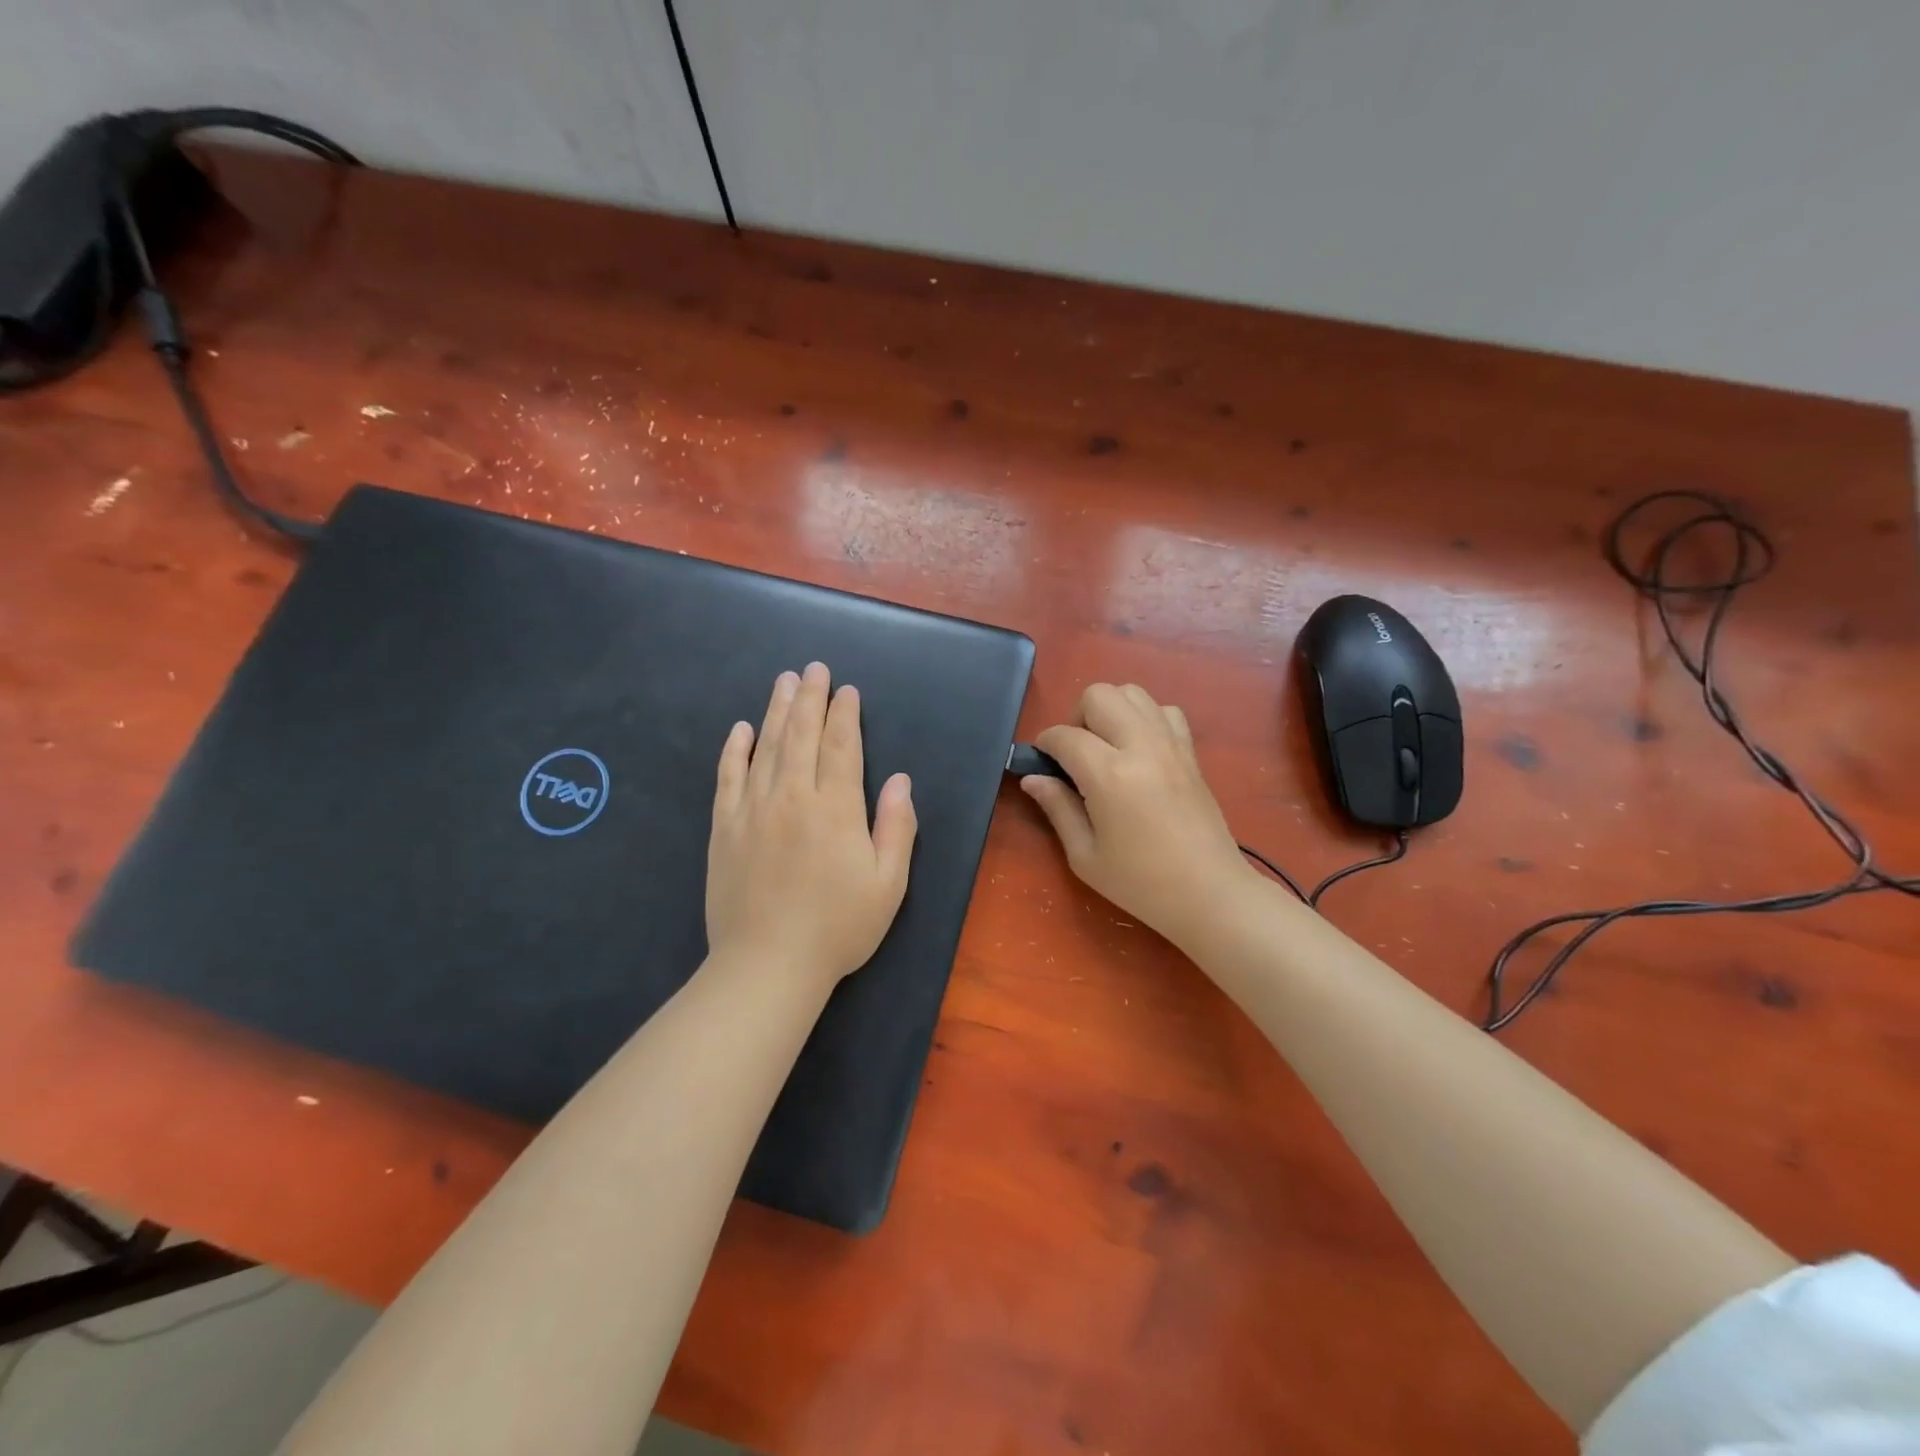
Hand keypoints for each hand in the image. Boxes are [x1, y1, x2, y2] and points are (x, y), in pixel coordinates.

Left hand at [706, 663, 917, 990]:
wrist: (767, 966)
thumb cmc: (838, 928)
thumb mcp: (888, 884)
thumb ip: (896, 827)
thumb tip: (899, 780)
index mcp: (836, 809)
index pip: (840, 747)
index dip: (844, 715)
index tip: (846, 690)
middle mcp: (792, 798)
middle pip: (801, 735)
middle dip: (809, 698)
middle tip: (813, 669)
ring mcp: (753, 810)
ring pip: (766, 747)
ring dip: (776, 711)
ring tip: (783, 681)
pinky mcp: (725, 829)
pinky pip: (728, 777)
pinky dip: (735, 750)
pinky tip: (740, 728)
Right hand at [1021, 683, 1257, 946]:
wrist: (1209, 893)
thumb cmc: (1140, 882)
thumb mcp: (1085, 856)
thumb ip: (1057, 808)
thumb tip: (1033, 778)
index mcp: (1108, 775)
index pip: (1064, 736)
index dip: (1045, 745)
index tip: (1042, 763)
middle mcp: (1140, 746)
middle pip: (1099, 695)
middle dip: (1077, 717)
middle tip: (1076, 755)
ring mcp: (1170, 744)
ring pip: (1133, 692)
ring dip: (1111, 711)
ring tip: (1107, 747)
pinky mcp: (1191, 752)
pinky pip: (1166, 710)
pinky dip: (1146, 718)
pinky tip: (1140, 750)